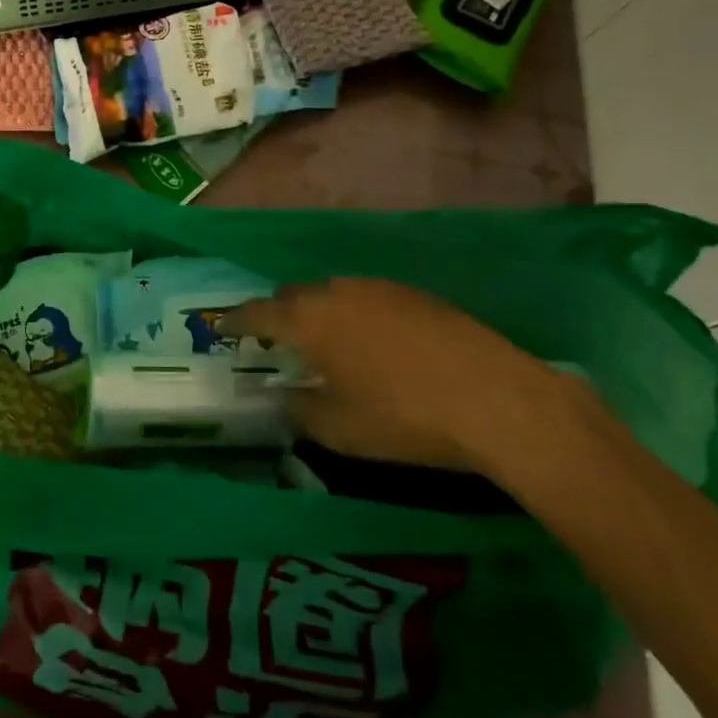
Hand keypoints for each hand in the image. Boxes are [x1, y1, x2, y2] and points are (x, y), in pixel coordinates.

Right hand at [224, 278, 574, 472]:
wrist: (495, 399)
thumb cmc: (403, 418)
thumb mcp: (339, 429)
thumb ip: (298, 409)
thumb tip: (281, 396)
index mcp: (309, 320)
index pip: (258, 313)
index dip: (237, 322)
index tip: (222, 329)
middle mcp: (337, 292)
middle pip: (294, 296)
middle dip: (279, 315)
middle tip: (278, 342)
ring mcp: (379, 287)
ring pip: (332, 293)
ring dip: (320, 313)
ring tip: (328, 344)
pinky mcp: (415, 294)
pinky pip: (367, 298)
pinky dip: (355, 315)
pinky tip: (375, 344)